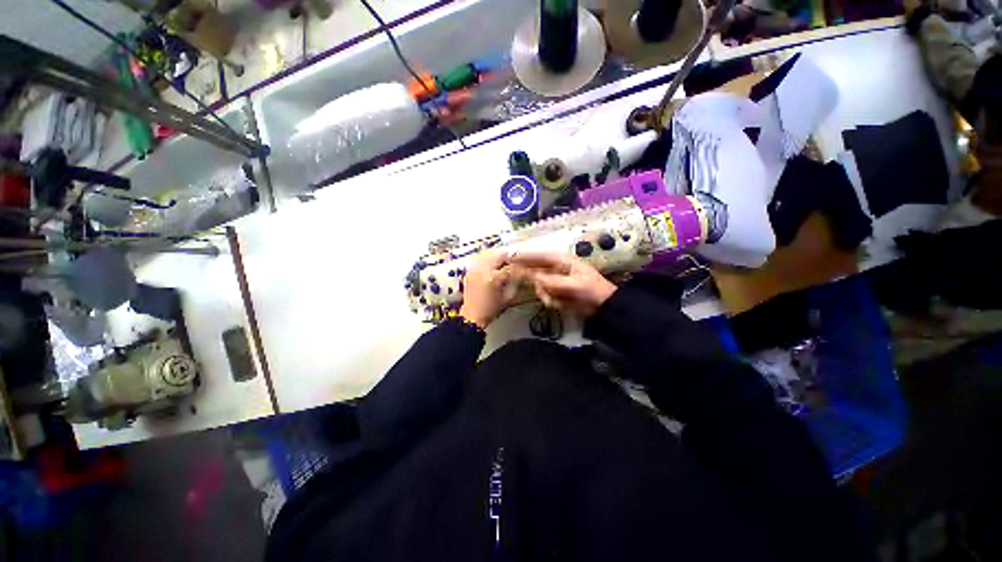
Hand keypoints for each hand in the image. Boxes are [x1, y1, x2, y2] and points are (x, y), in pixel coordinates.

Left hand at [459, 251, 518, 328]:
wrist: (472, 316)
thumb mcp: (508, 296)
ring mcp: (474, 269)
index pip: (510, 265)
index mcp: (493, 277)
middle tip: (515, 262)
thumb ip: (515, 281)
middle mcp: (482, 270)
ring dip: (498, 256)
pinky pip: (481, 259)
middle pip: (499, 254)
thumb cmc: (491, 309)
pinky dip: (489, 259)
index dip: (519, 267)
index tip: (524, 268)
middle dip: (509, 257)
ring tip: (505, 262)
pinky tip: (493, 265)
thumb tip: (522, 271)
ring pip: (489, 253)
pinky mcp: (470, 271)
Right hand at [509, 252, 616, 317]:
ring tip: (557, 299)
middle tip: (529, 286)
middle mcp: (554, 266)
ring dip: (545, 293)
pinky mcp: (554, 289)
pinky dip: (549, 299)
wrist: (602, 305)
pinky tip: (559, 303)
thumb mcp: (574, 285)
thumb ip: (553, 282)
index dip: (523, 256)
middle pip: (534, 268)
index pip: (538, 255)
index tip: (509, 257)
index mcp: (561, 260)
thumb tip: (535, 278)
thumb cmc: (591, 290)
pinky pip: (543, 293)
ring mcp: (553, 278)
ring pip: (538, 284)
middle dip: (532, 278)